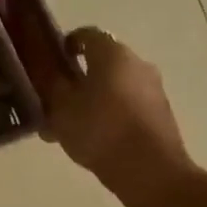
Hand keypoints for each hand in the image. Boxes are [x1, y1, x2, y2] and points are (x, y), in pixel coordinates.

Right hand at [12, 17, 189, 199]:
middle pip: (101, 62)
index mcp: (112, 53)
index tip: (50, 63)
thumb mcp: (62, 108)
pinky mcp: (160, 113)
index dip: (65, 45)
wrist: (150, 172)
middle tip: (56, 100)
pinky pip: (127, 105)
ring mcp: (152, 88)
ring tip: (70, 126)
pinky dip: (109, 113)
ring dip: (93, 98)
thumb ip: (51, 86)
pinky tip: (92, 139)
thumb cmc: (100, 131)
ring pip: (114, 85)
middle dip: (78, 77)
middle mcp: (137, 63)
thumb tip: (47, 72)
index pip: (86, 35)